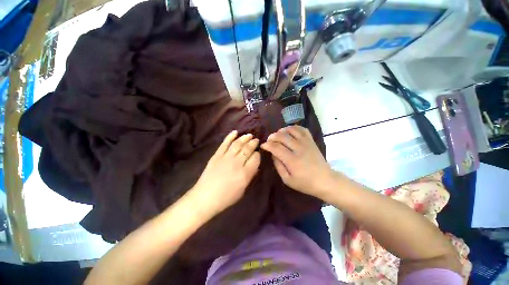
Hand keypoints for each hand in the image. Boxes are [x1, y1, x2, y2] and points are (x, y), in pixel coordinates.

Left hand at [190, 130, 260, 215]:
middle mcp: (237, 163)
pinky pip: (225, 143)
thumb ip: (250, 176)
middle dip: (253, 143)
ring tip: (249, 135)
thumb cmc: (226, 197)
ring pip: (238, 144)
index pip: (256, 158)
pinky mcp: (217, 155)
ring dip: (244, 138)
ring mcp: (226, 157)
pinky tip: (235, 132)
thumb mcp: (243, 190)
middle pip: (248, 149)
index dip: (258, 154)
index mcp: (245, 173)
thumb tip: (255, 166)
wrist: (205, 197)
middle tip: (256, 140)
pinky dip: (230, 136)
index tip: (257, 153)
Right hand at [260, 126, 334, 199]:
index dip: (267, 145)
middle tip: (269, 140)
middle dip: (272, 136)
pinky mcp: (311, 141)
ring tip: (278, 135)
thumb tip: (273, 154)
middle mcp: (299, 149)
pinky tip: (290, 131)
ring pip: (291, 130)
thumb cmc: (305, 183)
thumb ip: (278, 166)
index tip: (263, 145)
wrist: (325, 180)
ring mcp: (306, 143)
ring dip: (282, 130)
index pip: (276, 147)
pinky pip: (302, 129)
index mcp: (292, 160)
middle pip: (282, 136)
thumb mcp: (287, 180)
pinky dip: (294, 128)